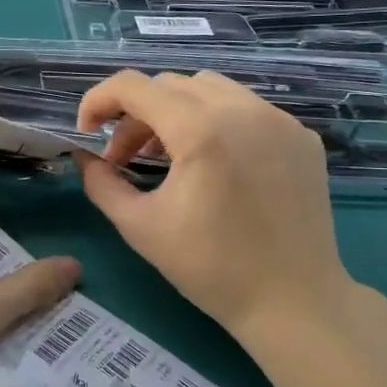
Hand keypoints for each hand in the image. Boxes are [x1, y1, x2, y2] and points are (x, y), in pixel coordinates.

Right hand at [74, 70, 363, 342]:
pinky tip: (214, 163)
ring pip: (210, 88)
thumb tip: (86, 158)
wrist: (293, 302)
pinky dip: (216, 122)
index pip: (133, 86)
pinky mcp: (300, 136)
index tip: (87, 132)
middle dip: (135, 114)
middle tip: (123, 157)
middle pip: (169, 85)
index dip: (98, 101)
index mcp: (200, 131)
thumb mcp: (139, 226)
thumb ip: (101, 183)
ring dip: (175, 111)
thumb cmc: (210, 267)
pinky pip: (246, 109)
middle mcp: (242, 111)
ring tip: (168, 155)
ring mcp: (278, 120)